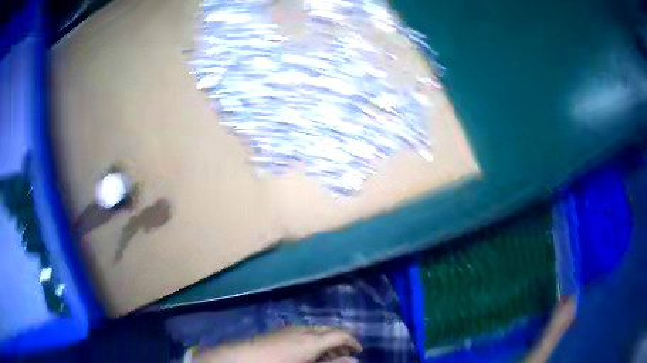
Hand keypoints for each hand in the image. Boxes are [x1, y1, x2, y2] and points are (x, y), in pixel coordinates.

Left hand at [193, 326, 362, 362]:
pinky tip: (308, 351)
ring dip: (326, 340)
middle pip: (329, 330)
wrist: (241, 359)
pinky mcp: (279, 331)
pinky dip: (313, 339)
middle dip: (340, 341)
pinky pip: (304, 331)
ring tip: (329, 356)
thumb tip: (353, 360)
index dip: (353, 342)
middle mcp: (303, 330)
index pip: (341, 335)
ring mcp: (290, 329)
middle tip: (345, 356)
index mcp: (313, 340)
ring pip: (316, 330)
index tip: (360, 351)